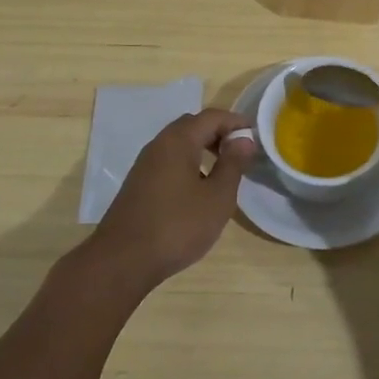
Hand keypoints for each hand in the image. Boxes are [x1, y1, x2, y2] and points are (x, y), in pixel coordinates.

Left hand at [81, 109, 255, 291]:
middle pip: (193, 126)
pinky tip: (198, 190)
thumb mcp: (217, 197)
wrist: (122, 261)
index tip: (256, 136)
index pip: (212, 117)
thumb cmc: (177, 226)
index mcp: (178, 140)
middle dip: (219, 133)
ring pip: (179, 144)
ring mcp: (145, 165)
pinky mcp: (138, 184)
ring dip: (203, 149)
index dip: (236, 122)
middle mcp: (159, 145)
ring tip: (223, 171)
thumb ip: (233, 164)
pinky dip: (188, 164)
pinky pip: (169, 161)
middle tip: (240, 152)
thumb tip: (244, 140)